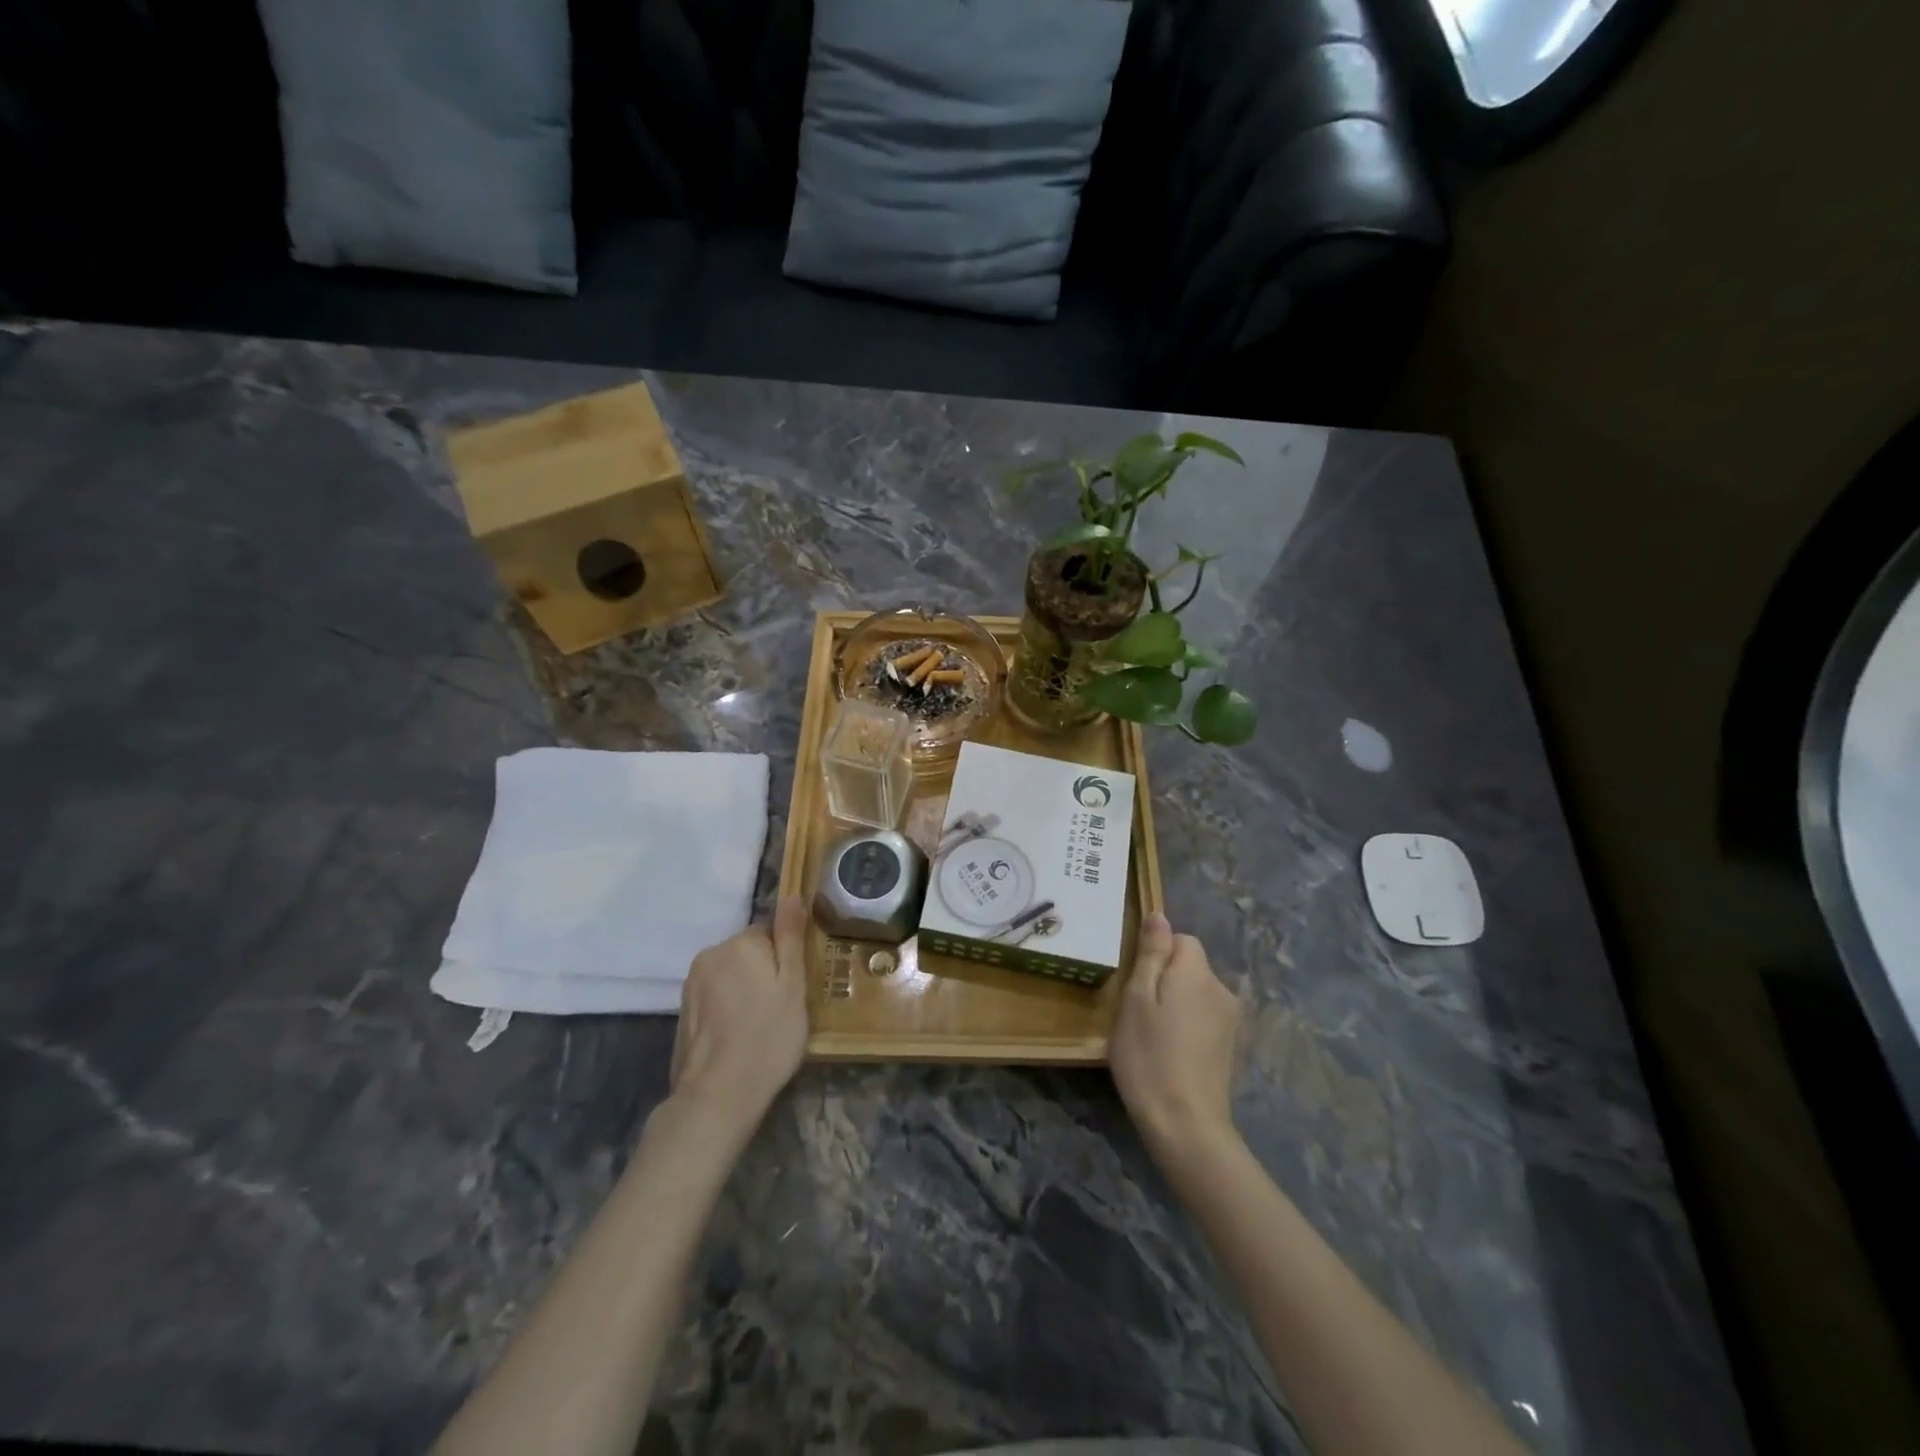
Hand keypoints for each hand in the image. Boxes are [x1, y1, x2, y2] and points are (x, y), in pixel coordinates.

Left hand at [669, 896, 810, 1130]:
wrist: (718, 1095)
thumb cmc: (768, 1037)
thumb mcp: (792, 985)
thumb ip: (790, 937)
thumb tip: (791, 895)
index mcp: (739, 944)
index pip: (770, 932)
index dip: (786, 958)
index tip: (794, 987)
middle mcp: (710, 955)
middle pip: (748, 952)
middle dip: (764, 972)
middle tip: (782, 1009)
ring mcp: (692, 984)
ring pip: (731, 975)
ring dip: (746, 990)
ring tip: (761, 1025)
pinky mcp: (683, 1011)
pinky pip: (716, 996)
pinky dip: (729, 1008)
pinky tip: (740, 1035)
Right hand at [1110, 913, 1242, 1167]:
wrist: (1186, 1125)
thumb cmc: (1149, 1056)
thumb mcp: (1137, 999)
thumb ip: (1150, 954)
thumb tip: (1159, 915)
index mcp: (1196, 972)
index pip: (1180, 939)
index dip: (1155, 953)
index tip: (1135, 982)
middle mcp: (1221, 989)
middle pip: (1190, 965)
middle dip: (1164, 978)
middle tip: (1137, 1010)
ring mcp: (1230, 1020)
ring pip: (1196, 992)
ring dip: (1175, 1003)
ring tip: (1151, 1033)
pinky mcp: (1229, 1046)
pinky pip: (1203, 1017)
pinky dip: (1186, 1025)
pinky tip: (1170, 1051)